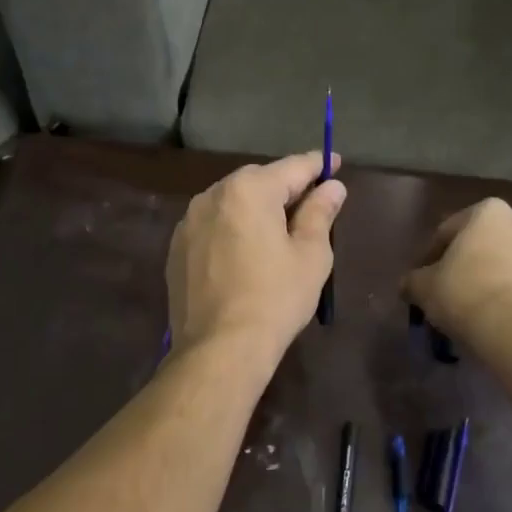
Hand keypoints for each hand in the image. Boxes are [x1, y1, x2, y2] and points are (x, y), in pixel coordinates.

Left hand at [166, 153, 346, 360]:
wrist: (219, 348)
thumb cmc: (275, 298)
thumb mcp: (310, 255)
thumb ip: (320, 213)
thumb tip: (332, 187)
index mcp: (249, 190)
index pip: (292, 167)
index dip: (318, 165)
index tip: (334, 163)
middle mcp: (212, 195)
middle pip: (258, 181)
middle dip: (284, 188)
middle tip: (310, 204)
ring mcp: (188, 222)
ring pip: (231, 203)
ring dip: (255, 209)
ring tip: (277, 230)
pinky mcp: (176, 249)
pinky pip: (212, 226)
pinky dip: (231, 229)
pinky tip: (245, 253)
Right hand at [402, 199, 511, 343]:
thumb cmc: (464, 294)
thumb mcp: (423, 286)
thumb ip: (414, 280)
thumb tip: (409, 285)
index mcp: (490, 213)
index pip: (450, 230)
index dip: (433, 255)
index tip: (424, 278)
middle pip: (491, 244)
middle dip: (476, 264)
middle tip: (457, 292)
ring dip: (504, 280)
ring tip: (486, 310)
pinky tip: (510, 323)